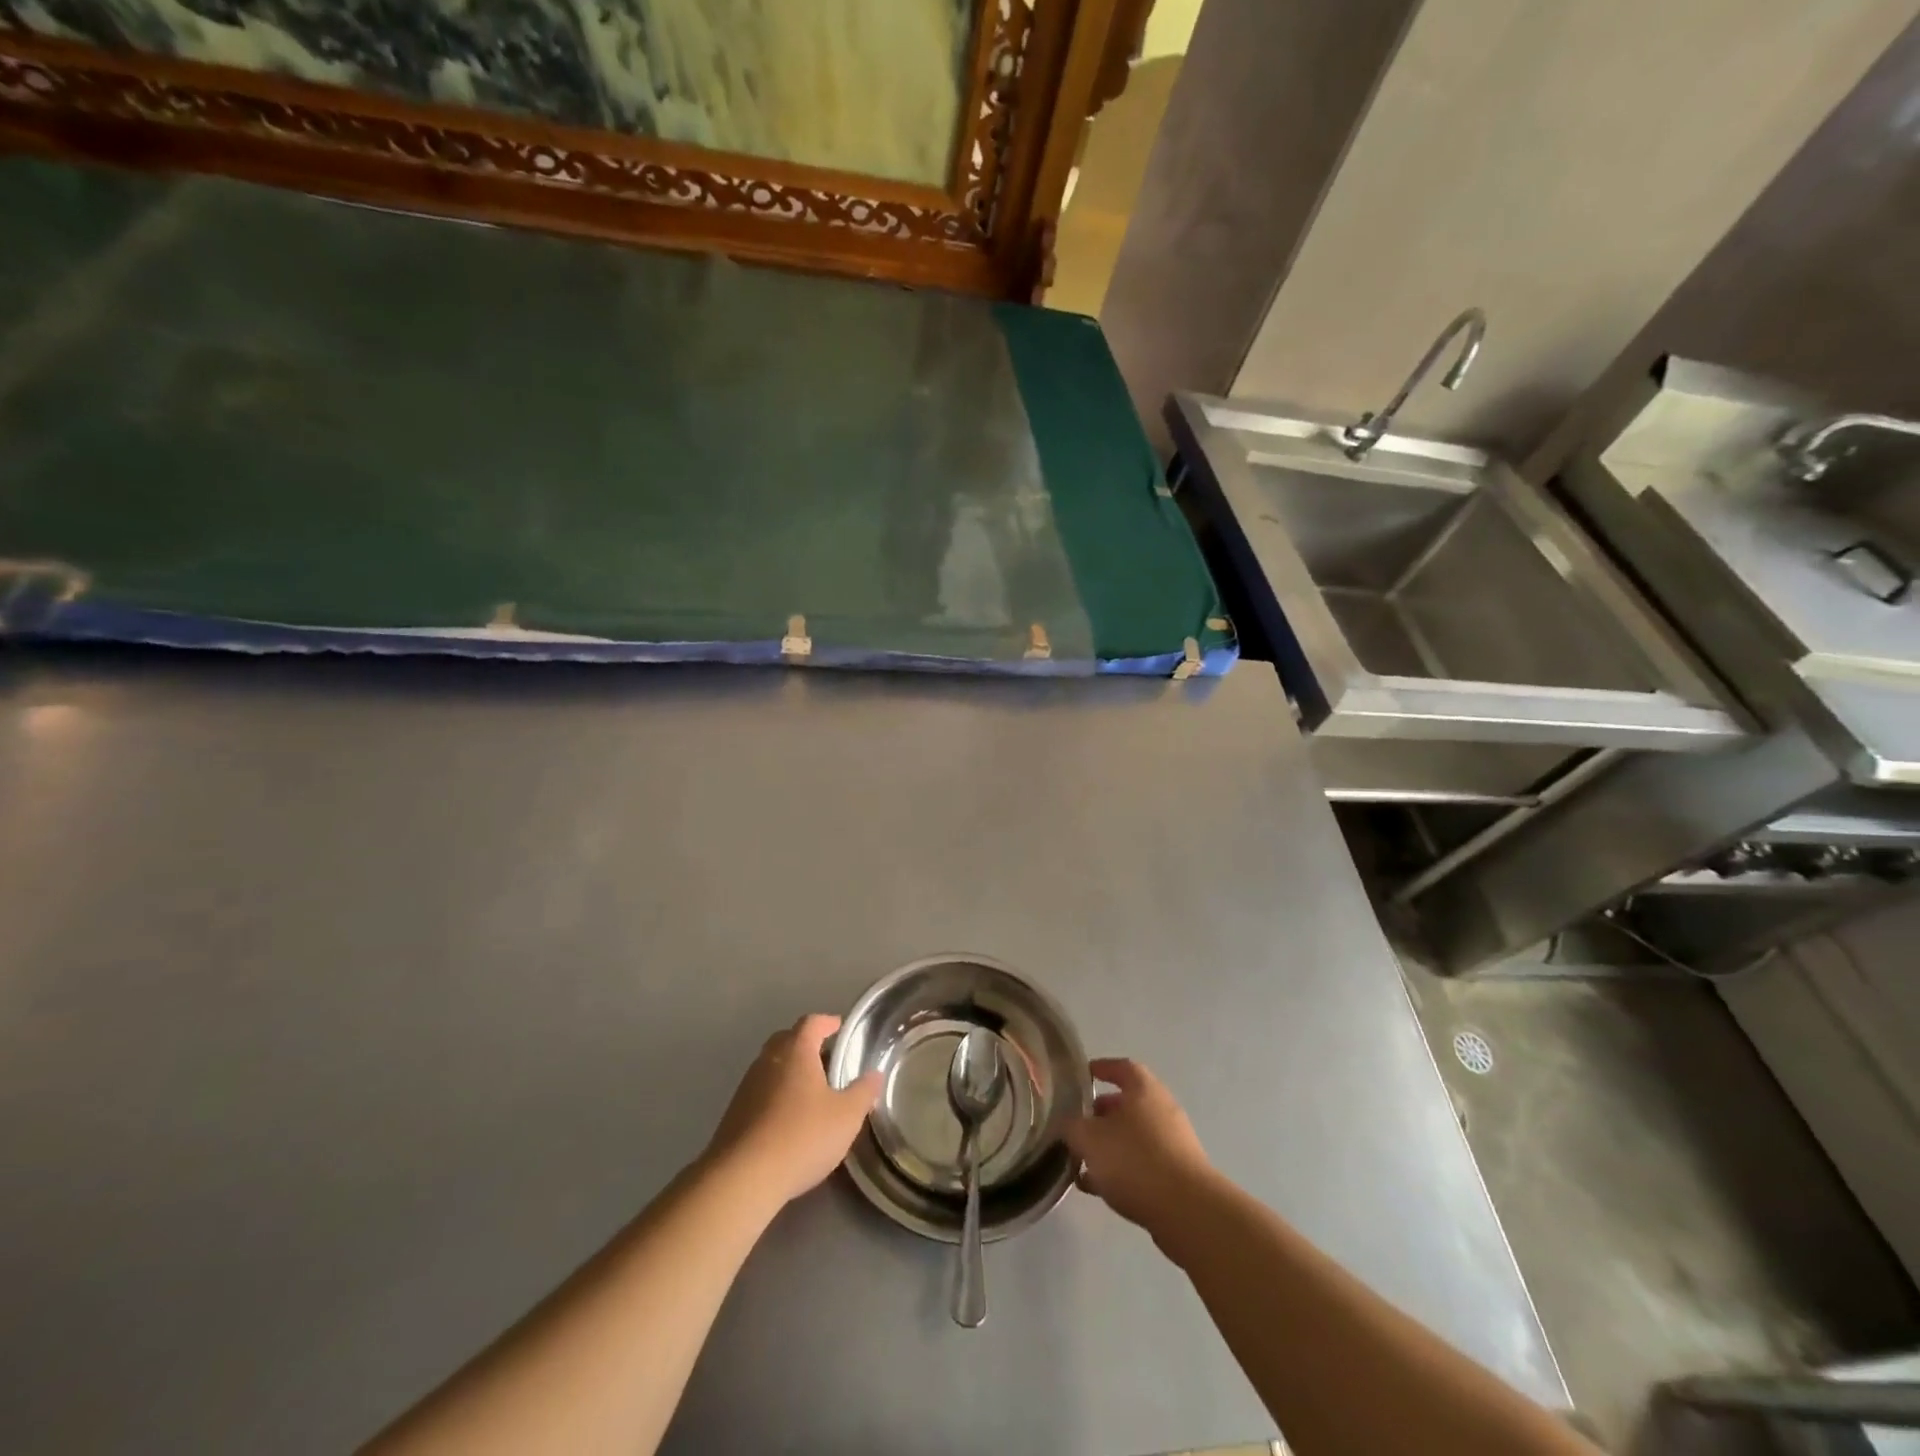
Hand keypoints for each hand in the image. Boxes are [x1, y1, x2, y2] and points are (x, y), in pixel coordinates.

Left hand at [704, 1014, 881, 1209]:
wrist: (742, 1178)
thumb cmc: (801, 1137)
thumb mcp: (846, 1116)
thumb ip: (863, 1092)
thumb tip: (874, 1074)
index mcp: (796, 1051)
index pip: (812, 1022)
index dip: (828, 1022)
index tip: (840, 1028)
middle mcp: (768, 1060)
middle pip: (787, 1039)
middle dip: (806, 1044)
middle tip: (826, 1059)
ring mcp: (747, 1086)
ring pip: (771, 1066)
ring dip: (789, 1071)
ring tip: (809, 1092)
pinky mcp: (734, 1113)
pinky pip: (759, 1092)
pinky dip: (774, 1095)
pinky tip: (787, 1119)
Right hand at [1064, 1058, 1214, 1236]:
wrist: (1187, 1212)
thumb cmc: (1135, 1160)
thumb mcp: (1089, 1139)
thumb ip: (1072, 1127)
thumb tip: (1066, 1124)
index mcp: (1144, 1089)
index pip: (1121, 1067)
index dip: (1100, 1068)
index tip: (1081, 1076)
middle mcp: (1162, 1109)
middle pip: (1126, 1103)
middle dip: (1100, 1113)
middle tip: (1076, 1125)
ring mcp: (1173, 1142)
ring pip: (1133, 1136)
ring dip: (1108, 1145)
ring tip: (1081, 1161)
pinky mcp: (1178, 1174)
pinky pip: (1142, 1163)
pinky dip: (1120, 1169)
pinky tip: (1097, 1187)